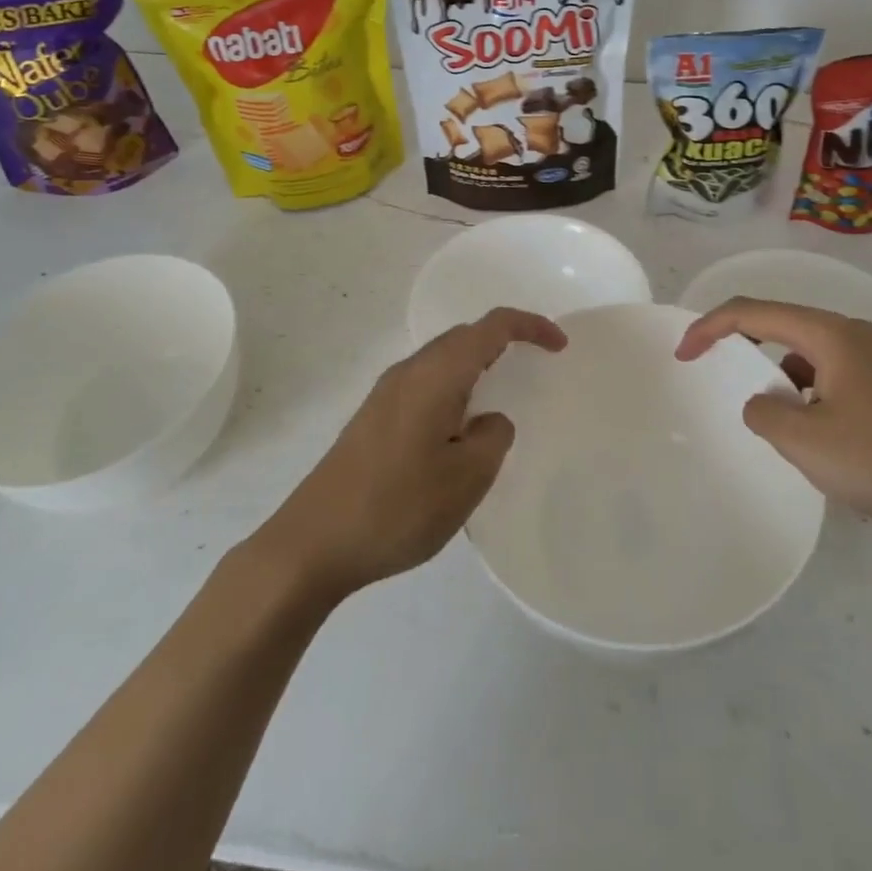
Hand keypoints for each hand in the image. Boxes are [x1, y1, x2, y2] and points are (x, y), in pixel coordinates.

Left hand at [256, 308, 565, 599]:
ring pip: (442, 361)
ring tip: (501, 398)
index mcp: (435, 375)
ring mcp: (385, 394)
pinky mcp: (373, 419)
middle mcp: (408, 372)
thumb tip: (489, 420)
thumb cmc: (397, 506)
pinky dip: (455, 389)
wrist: (312, 543)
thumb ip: (493, 437)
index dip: (529, 327)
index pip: (490, 327)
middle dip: (503, 341)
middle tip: (534, 367)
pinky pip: (426, 384)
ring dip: (477, 366)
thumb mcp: (466, 478)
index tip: (559, 347)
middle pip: (464, 337)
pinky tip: (458, 431)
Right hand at [675, 297, 871, 534]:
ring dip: (778, 377)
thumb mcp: (805, 441)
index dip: (710, 327)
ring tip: (776, 423)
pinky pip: (828, 375)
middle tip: (714, 373)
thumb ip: (763, 412)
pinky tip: (815, 435)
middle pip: (779, 325)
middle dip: (742, 347)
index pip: (753, 312)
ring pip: (804, 353)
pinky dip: (806, 393)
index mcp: (829, 333)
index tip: (683, 355)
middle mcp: (850, 333)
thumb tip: (763, 402)